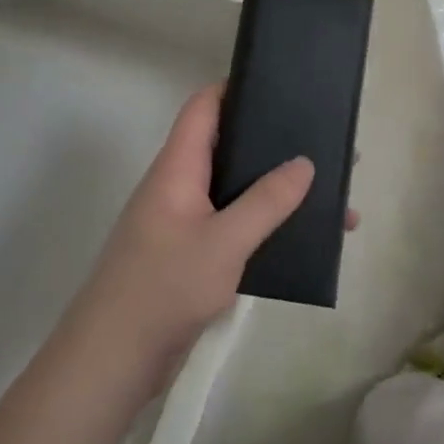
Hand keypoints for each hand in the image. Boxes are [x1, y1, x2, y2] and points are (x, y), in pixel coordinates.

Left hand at [69, 83, 320, 390]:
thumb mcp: (224, 242)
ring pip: (236, 191)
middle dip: (272, 144)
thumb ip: (266, 202)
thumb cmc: (164, 287)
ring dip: (276, 191)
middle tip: (323, 143)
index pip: (203, 108)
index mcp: (178, 168)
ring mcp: (184, 222)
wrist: (114, 359)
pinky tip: (302, 239)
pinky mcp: (191, 256)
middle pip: (228, 147)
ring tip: (329, 195)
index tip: (280, 84)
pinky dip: (266, 226)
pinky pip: (234, 226)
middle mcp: (179, 186)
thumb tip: (304, 162)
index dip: (235, 88)